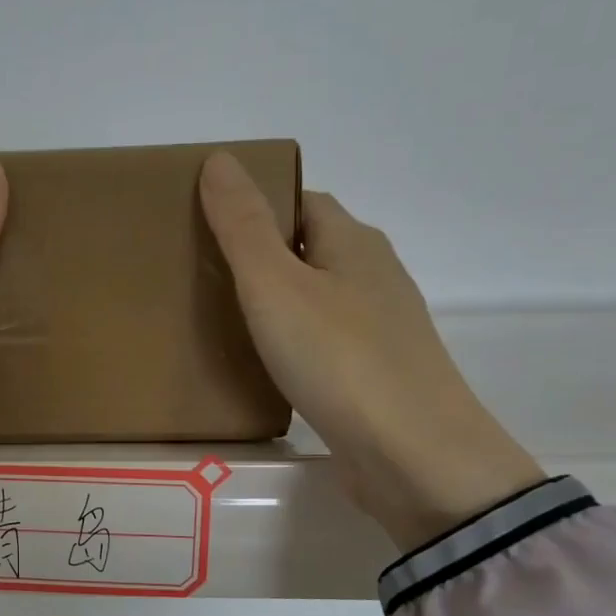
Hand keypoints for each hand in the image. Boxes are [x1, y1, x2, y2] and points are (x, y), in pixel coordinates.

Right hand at [199, 152, 543, 551]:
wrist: (412, 456)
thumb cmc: (339, 359)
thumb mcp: (275, 285)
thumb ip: (243, 226)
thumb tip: (220, 159)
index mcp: (354, 243)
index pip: (303, 201)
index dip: (258, 204)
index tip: (208, 223)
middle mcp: (374, 276)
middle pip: (311, 248)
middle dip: (262, 253)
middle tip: (203, 271)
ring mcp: (380, 329)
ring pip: (318, 297)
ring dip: (276, 299)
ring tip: (221, 316)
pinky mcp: (374, 375)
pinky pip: (323, 340)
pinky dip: (291, 340)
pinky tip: (264, 363)